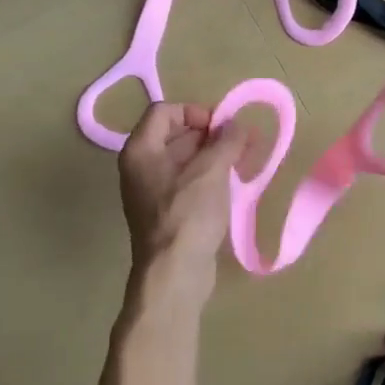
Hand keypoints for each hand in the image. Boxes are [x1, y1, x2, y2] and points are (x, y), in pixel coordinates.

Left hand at [117, 102, 249, 294]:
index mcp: (140, 150)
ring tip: (244, 160)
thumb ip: (227, 141)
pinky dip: (208, 177)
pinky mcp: (166, 213)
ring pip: (183, 160)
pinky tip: (232, 184)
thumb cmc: (188, 214)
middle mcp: (140, 167)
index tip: (222, 127)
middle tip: (243, 142)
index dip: (194, 111)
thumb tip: (239, 126)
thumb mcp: (211, 170)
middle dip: (210, 134)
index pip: (164, 112)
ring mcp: (151, 192)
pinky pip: (187, 183)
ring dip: (213, 156)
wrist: (174, 273)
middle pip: (174, 135)